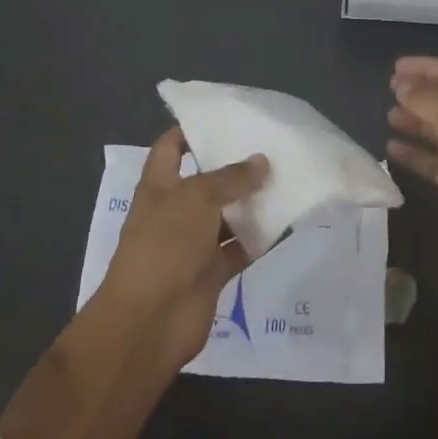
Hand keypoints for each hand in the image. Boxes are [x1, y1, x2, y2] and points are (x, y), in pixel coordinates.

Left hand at [97, 128, 267, 370]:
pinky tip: (286, 224)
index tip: (226, 117)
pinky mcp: (211, 273)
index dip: (192, 130)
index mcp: (159, 187)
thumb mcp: (197, 199)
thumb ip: (231, 178)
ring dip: (252, 204)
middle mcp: (174, 212)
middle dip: (235, 168)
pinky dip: (259, 239)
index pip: (171, 148)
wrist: (149, 321)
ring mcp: (192, 245)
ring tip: (287, 181)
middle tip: (273, 149)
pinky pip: (239, 249)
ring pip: (227, 216)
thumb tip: (262, 161)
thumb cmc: (164, 246)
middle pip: (206, 182)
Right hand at [387, 57, 437, 285]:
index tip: (396, 68)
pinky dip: (413, 154)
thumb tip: (402, 85)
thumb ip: (427, 99)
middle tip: (389, 91)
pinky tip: (391, 150)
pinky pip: (432, 162)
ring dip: (414, 122)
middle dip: (419, 93)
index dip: (427, 67)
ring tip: (389, 117)